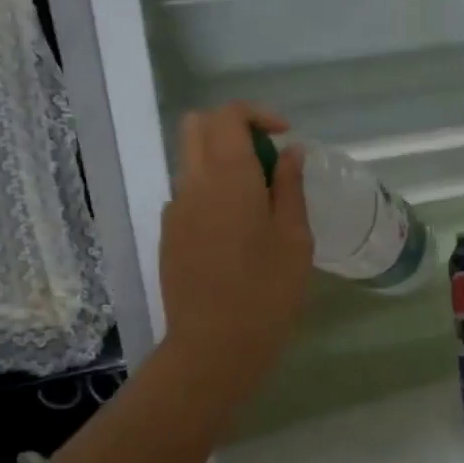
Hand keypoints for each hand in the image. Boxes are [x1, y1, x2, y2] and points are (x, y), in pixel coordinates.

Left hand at [158, 102, 312, 400]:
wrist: (213, 348)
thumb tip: (290, 153)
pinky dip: (210, 189)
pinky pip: (188, 192)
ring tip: (258, 198)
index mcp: (228, 178)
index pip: (228, 116)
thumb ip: (291, 187)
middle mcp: (193, 184)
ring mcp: (175, 210)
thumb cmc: (267, 293)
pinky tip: (236, 230)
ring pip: (190, 159)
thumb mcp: (295, 238)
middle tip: (266, 157)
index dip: (258, 114)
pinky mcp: (168, 235)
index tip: (285, 137)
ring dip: (221, 159)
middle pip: (197, 126)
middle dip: (232, 127)